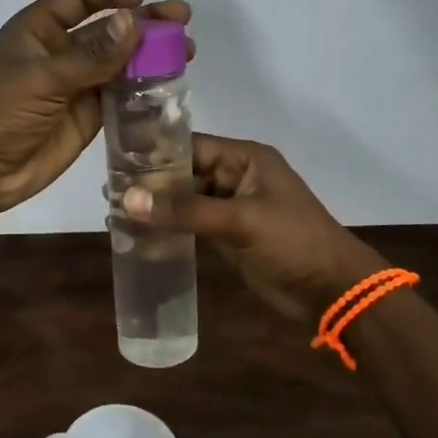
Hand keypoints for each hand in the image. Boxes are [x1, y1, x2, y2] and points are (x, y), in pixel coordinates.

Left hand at [0, 0, 192, 216]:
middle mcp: (61, 52)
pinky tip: (171, 85)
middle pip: (109, 29)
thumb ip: (91, 56)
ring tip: (186, 52)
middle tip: (182, 21)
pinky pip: (121, 95)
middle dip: (144, 22)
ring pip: (121, 62)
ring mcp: (77, 85)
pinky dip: (145, 89)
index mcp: (39, 29)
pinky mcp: (88, 116)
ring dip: (152, 56)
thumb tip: (134, 21)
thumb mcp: (42, 79)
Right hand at [124, 135, 381, 324]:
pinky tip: (137, 237)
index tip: (115, 161)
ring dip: (156, 209)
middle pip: (184, 174)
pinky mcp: (227, 237)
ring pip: (184, 202)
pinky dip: (168, 231)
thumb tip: (127, 199)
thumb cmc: (292, 242)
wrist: (331, 291)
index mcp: (245, 159)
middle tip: (106, 192)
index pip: (191, 146)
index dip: (154, 153)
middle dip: (149, 184)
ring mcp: (230, 208)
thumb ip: (184, 210)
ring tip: (112, 214)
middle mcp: (235, 177)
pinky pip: (190, 227)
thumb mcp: (239, 220)